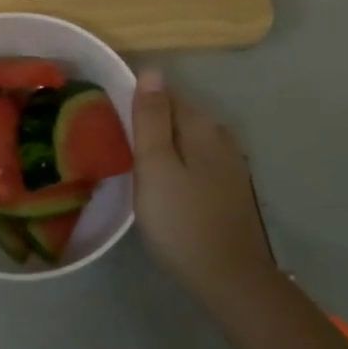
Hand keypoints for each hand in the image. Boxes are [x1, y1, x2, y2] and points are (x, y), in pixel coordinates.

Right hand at [131, 69, 277, 306]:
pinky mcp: (232, 190)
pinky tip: (169, 190)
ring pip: (189, 143)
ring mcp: (231, 165)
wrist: (230, 278)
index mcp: (200, 125)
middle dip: (152, 127)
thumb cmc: (182, 220)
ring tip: (141, 171)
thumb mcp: (155, 165)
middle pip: (178, 118)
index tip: (115, 127)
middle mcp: (221, 136)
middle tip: (122, 151)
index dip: (138, 106)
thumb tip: (152, 70)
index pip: (164, 96)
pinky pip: (199, 164)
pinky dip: (181, 168)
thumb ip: (151, 118)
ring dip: (167, 150)